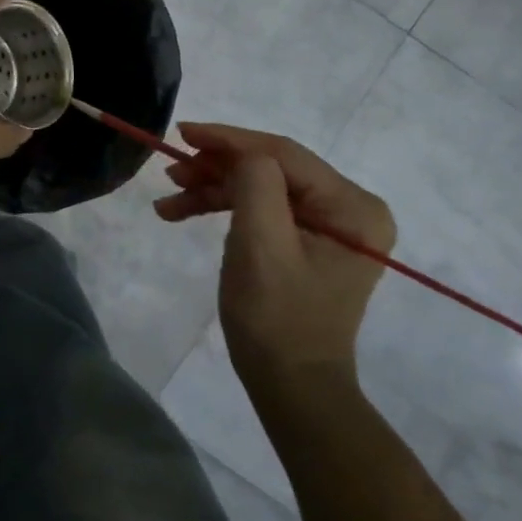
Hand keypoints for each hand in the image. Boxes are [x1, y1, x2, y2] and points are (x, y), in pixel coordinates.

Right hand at [155, 123, 394, 395]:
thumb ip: (255, 182)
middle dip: (215, 167)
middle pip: (270, 167)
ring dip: (212, 187)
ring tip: (169, 198)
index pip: (282, 153)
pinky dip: (222, 206)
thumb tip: (241, 153)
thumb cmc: (278, 318)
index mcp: (352, 206)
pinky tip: (182, 211)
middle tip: (170, 172)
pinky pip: (261, 207)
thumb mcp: (261, 243)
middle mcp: (349, 207)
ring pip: (259, 185)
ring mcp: (330, 224)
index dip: (228, 139)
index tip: (182, 133)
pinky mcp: (308, 239)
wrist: (291, 388)